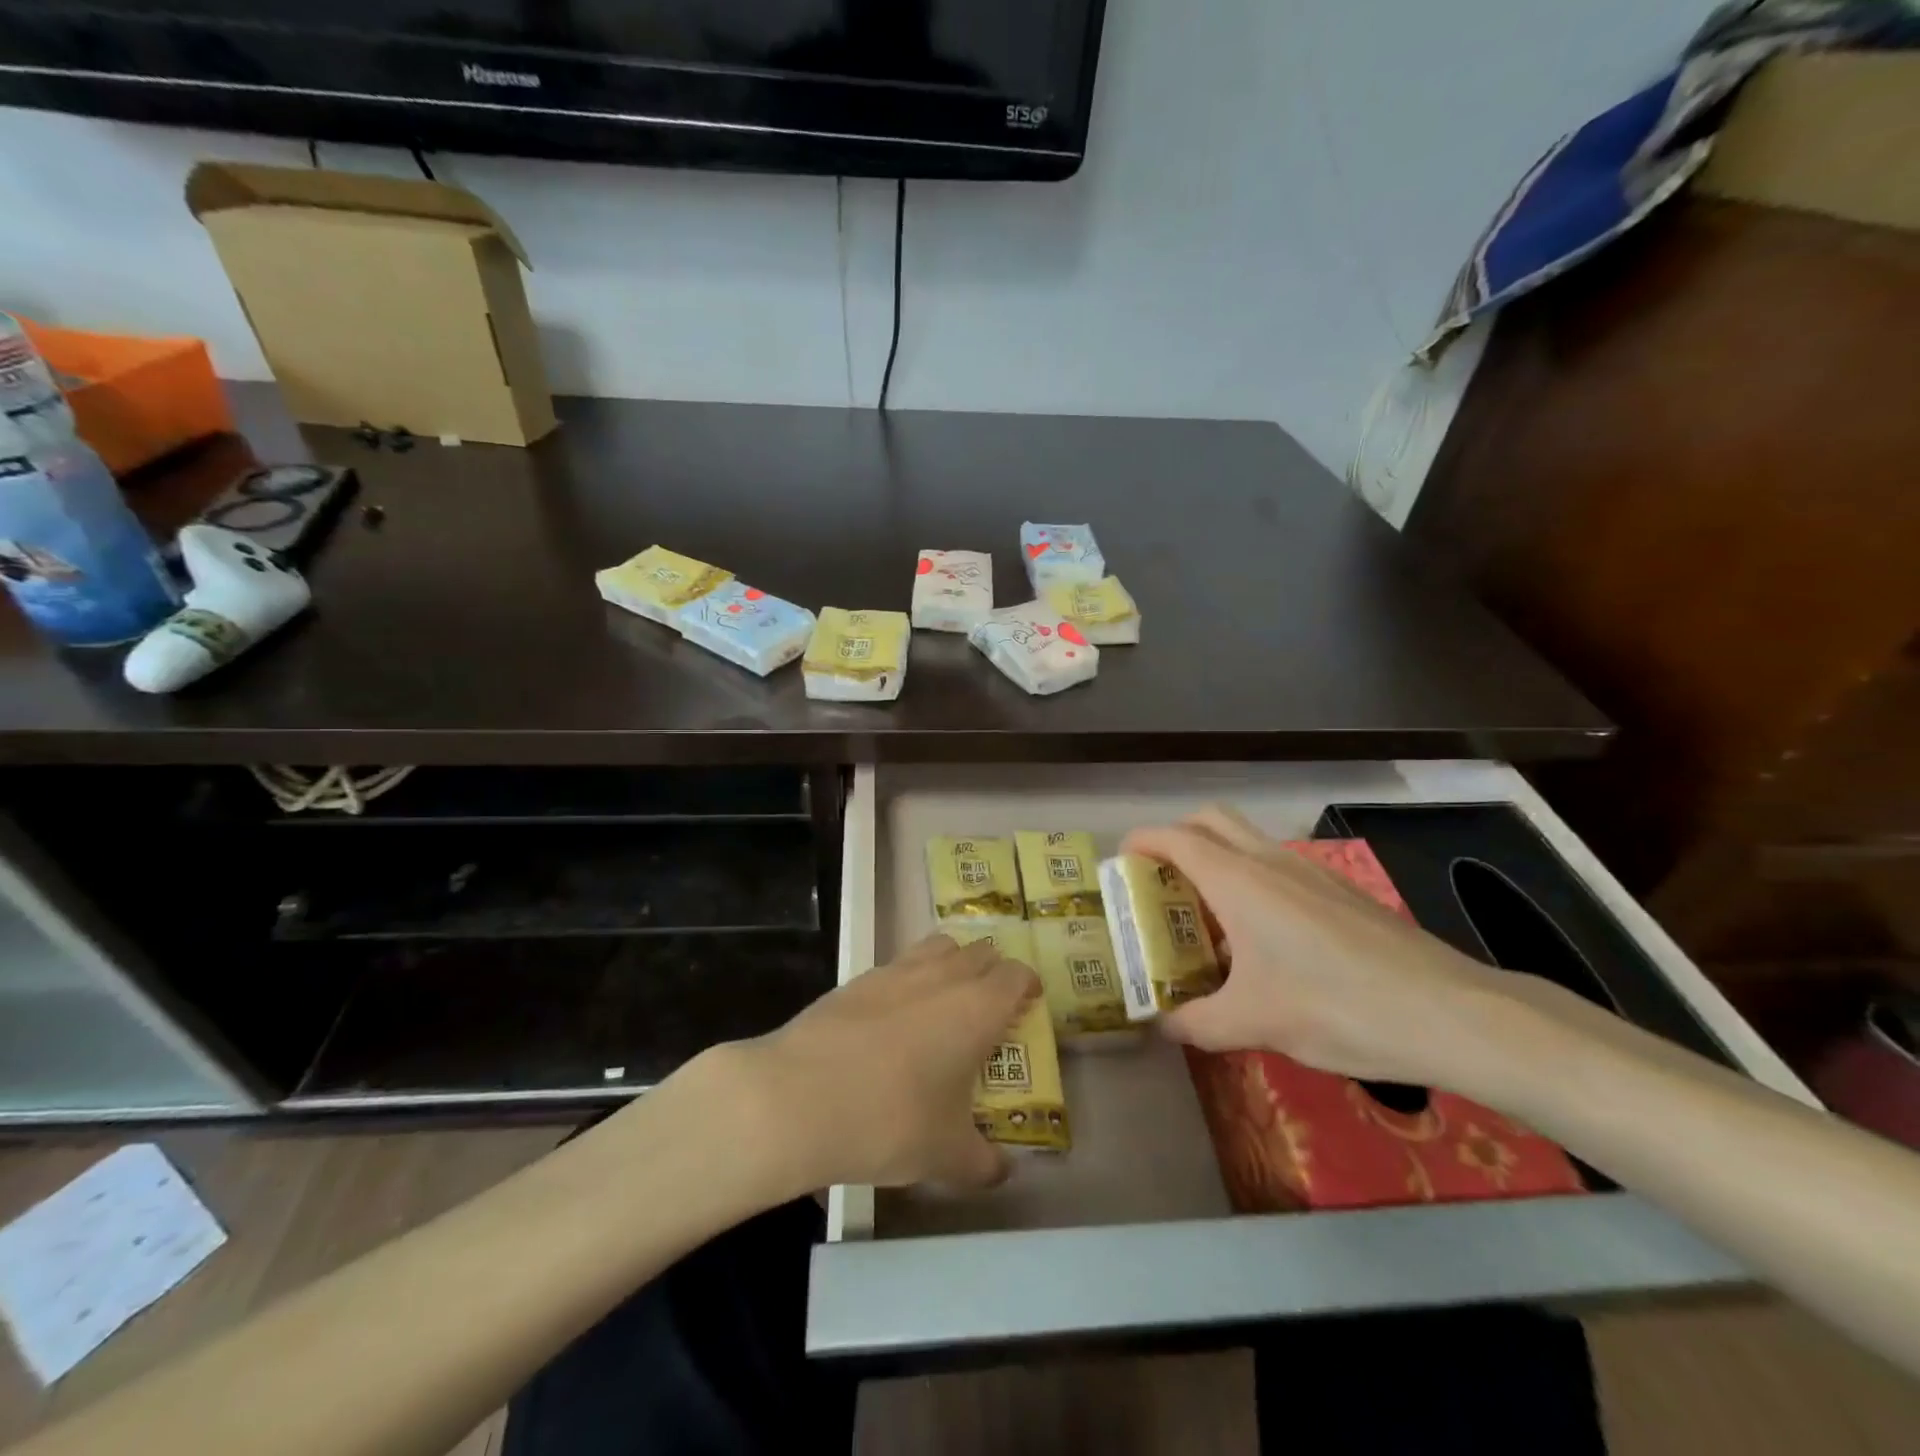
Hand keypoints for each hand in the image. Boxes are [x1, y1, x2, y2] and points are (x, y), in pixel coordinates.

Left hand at [729, 934, 1039, 1194]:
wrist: (798, 1098)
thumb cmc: (890, 1121)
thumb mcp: (946, 1155)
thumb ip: (982, 1163)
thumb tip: (1001, 1172)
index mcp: (977, 1008)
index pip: (1016, 974)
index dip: (1027, 986)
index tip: (1028, 1006)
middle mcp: (942, 976)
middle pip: (980, 952)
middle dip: (992, 973)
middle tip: (990, 1009)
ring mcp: (896, 971)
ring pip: (938, 947)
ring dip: (952, 964)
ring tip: (946, 1002)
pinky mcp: (857, 978)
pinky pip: (898, 965)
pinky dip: (910, 979)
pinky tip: (895, 1019)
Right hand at [1122, 806, 1512, 1086]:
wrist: (1451, 1014)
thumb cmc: (1336, 1008)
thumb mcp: (1254, 1024)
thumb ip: (1197, 1023)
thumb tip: (1163, 1025)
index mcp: (1239, 881)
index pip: (1175, 838)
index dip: (1141, 842)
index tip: (1121, 864)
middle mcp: (1270, 862)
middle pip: (1211, 819)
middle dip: (1177, 837)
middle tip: (1162, 883)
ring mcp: (1311, 872)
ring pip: (1248, 841)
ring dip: (1217, 860)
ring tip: (1208, 918)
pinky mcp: (1342, 891)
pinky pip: (1279, 867)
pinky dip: (1252, 880)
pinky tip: (1265, 940)